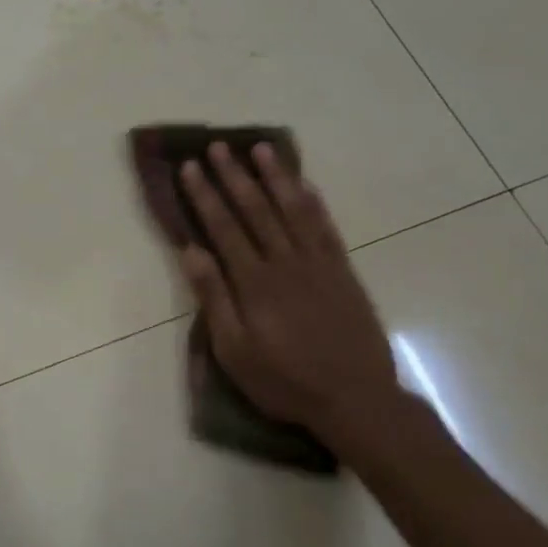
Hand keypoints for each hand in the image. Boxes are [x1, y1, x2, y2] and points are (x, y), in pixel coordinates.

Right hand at [178, 142, 400, 447]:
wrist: (356, 399)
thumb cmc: (285, 381)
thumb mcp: (235, 351)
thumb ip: (214, 298)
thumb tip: (190, 252)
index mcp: (254, 282)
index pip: (223, 227)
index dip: (205, 195)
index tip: (191, 167)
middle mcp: (285, 262)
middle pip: (256, 209)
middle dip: (234, 176)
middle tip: (218, 147)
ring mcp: (318, 264)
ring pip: (293, 210)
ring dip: (276, 177)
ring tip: (261, 149)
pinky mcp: (343, 272)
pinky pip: (326, 228)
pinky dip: (313, 203)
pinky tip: (304, 184)